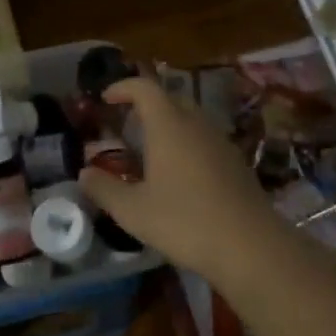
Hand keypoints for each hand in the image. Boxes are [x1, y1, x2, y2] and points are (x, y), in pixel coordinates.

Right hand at [80, 76, 291, 284]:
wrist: (252, 247)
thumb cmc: (185, 222)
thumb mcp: (132, 211)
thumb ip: (104, 189)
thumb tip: (84, 174)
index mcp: (169, 126)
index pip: (145, 88)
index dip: (123, 87)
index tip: (106, 98)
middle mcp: (197, 126)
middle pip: (171, 100)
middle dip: (146, 105)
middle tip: (126, 124)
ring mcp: (221, 144)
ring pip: (191, 120)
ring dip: (168, 126)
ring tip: (149, 151)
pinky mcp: (237, 164)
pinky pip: (205, 141)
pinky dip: (186, 145)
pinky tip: (179, 176)